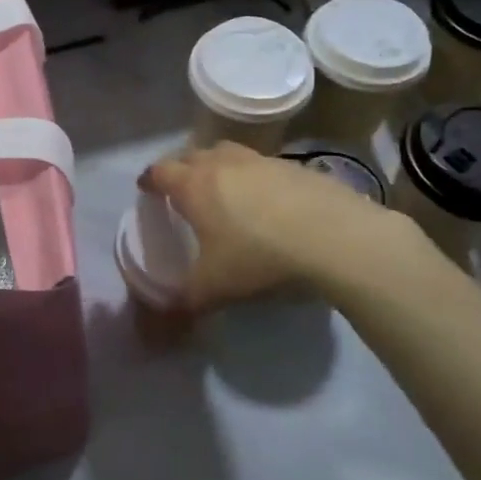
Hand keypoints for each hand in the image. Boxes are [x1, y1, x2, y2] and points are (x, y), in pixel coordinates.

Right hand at [144, 142, 435, 310]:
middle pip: (193, 155)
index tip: (146, 188)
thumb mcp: (213, 289)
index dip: (150, 180)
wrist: (334, 237)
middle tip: (182, 190)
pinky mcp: (295, 167)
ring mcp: (261, 161)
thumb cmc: (259, 258)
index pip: (161, 171)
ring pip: (229, 153)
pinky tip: (267, 202)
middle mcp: (223, 164)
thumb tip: (158, 326)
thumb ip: (182, 304)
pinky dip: (255, 178)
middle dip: (182, 169)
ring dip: (219, 166)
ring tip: (223, 189)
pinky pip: (263, 166)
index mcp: (194, 186)